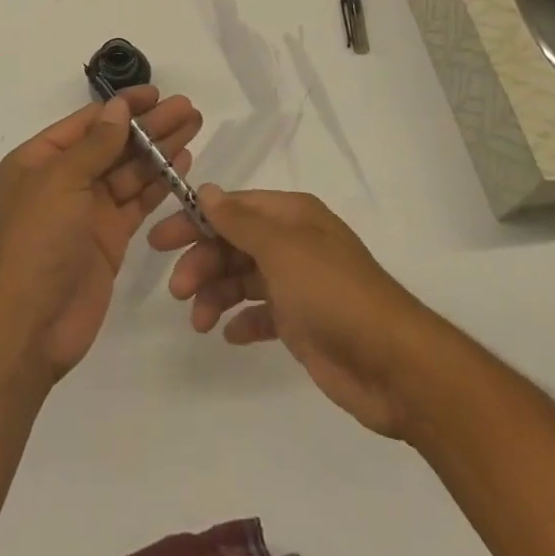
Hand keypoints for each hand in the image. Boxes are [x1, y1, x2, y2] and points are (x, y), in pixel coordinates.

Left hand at [0, 88, 201, 379]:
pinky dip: (159, 182)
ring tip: (193, 126)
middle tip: (187, 108)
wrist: (32, 323)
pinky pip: (137, 201)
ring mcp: (88, 209)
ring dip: (159, 148)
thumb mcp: (61, 181)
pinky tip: (182, 162)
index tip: (156, 94)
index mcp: (40, 159)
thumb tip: (118, 107)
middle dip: (149, 125)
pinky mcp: (110, 236)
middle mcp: (64, 179)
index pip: (88, 122)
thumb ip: (95, 144)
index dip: (123, 106)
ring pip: (129, 170)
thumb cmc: (38, 240)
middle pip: (113, 144)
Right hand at [151, 187, 431, 439]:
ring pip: (242, 279)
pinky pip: (261, 314)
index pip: (232, 208)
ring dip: (216, 294)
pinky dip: (241, 320)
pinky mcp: (302, 324)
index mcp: (292, 216)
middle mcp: (293, 243)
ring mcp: (298, 284)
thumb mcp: (281, 248)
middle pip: (233, 243)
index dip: (195, 221)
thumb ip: (239, 221)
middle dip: (202, 263)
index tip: (160, 241)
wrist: (394, 365)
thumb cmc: (333, 293)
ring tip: (198, 321)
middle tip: (177, 291)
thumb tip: (205, 190)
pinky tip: (228, 334)